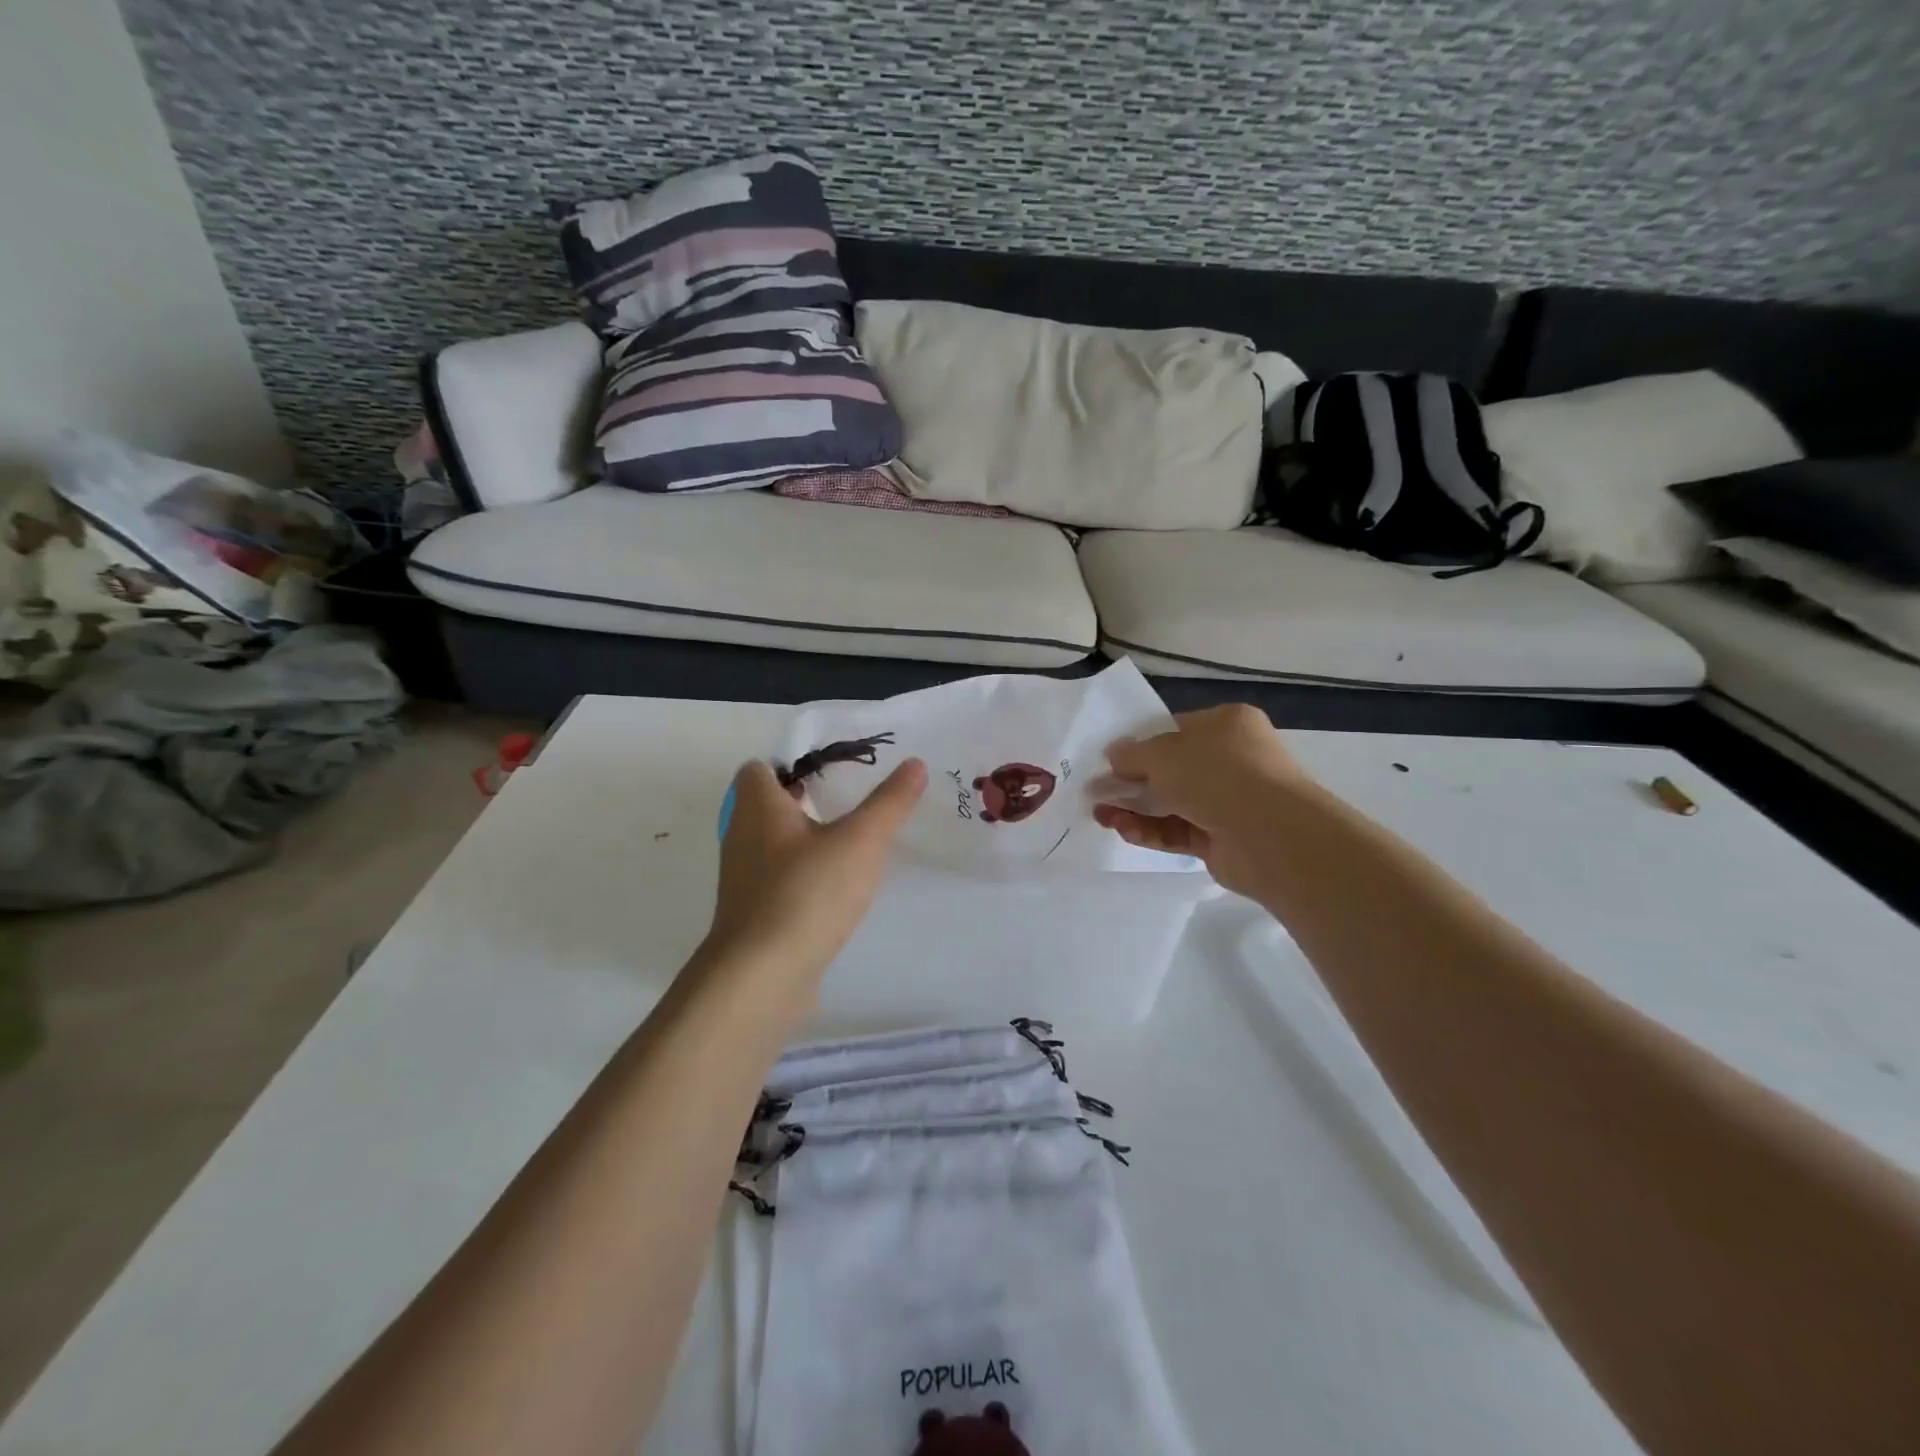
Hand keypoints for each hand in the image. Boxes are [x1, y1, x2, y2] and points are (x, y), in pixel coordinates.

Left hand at [705, 757, 927, 984]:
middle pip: (768, 806)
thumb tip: (915, 763)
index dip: (791, 764)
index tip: (833, 773)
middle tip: (851, 802)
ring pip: (774, 844)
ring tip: (852, 843)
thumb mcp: (861, 841)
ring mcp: (744, 879)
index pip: (759, 768)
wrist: (761, 976)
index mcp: (757, 807)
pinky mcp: (753, 914)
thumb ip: (889, 803)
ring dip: (806, 840)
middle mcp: (742, 836)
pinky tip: (837, 890)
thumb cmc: (807, 893)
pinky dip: (803, 876)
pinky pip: (779, 880)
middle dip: (806, 800)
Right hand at [1093, 704, 1308, 899]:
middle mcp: (1233, 760)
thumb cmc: (1217, 775)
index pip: (1176, 730)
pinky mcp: (1223, 839)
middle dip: (1132, 781)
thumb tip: (1112, 756)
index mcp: (1227, 725)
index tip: (1110, 759)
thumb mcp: (1162, 754)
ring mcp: (1231, 802)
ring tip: (1100, 814)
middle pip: (1172, 769)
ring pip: (1172, 803)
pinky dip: (1150, 830)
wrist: (1272, 836)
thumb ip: (1131, 755)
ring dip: (1135, 808)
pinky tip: (1121, 829)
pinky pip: (1179, 830)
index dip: (1141, 744)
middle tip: (1097, 791)